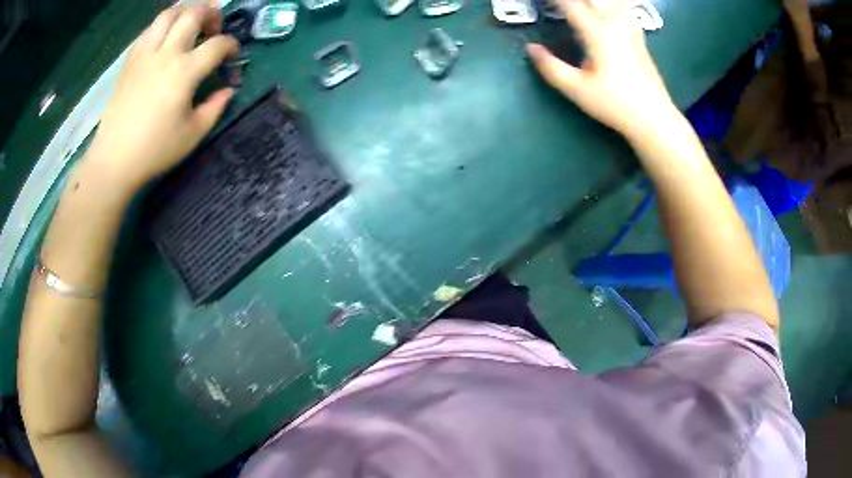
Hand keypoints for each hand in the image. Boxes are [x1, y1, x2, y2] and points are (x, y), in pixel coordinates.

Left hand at [88, 4, 238, 190]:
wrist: (113, 161)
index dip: (232, 46)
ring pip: (168, 14)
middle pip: (194, 14)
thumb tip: (227, 90)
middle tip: (213, 29)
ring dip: (185, 12)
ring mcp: (145, 54)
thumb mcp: (193, 134)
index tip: (233, 57)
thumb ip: (215, 107)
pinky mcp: (130, 61)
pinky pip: (148, 30)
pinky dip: (161, 26)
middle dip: (211, 15)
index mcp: (185, 72)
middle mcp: (166, 54)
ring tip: (189, 24)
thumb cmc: (154, 151)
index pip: (218, 44)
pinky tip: (164, 39)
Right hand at [526, 0, 677, 139]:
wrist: (654, 118)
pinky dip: (615, 5)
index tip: (540, 1)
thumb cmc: (615, 104)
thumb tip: (531, 48)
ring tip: (584, 7)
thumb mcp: (577, 90)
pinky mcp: (639, 37)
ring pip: (613, 1)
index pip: (569, 3)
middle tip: (560, 6)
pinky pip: (626, 9)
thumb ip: (551, 67)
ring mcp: (630, 28)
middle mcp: (615, 23)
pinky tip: (609, 10)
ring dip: (595, 1)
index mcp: (597, 32)